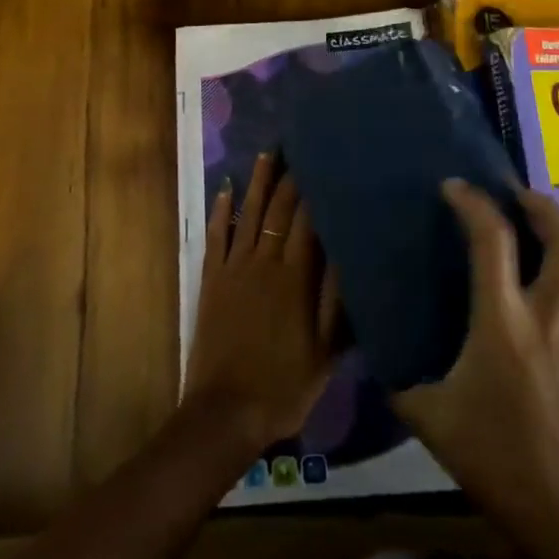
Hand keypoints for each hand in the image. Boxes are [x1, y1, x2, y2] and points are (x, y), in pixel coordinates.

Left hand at [184, 153, 339, 454]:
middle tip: (298, 147)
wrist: (225, 411)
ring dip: (257, 182)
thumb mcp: (325, 352)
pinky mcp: (211, 279)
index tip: (324, 164)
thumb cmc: (283, 386)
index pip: (307, 223)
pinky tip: (225, 188)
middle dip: (290, 178)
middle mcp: (264, 262)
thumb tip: (347, 253)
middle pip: (278, 211)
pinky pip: (216, 236)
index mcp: (295, 278)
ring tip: (267, 153)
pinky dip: (221, 211)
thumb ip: (336, 301)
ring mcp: (234, 268)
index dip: (315, 192)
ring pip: (248, 214)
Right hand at [394, 180, 558, 558]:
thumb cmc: (494, 458)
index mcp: (503, 322)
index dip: (472, 203)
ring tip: (553, 236)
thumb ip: (400, 381)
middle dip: (544, 208)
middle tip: (519, 199)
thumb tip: (378, 356)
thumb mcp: (431, 419)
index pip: (492, 241)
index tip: (454, 186)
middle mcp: (550, 317)